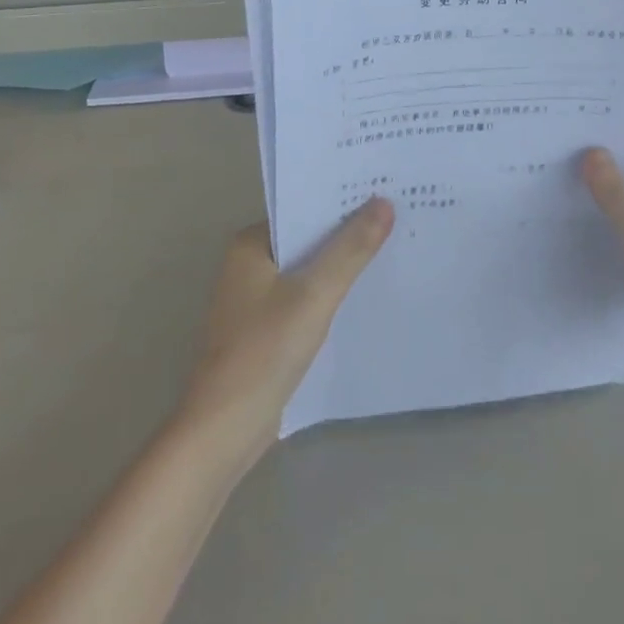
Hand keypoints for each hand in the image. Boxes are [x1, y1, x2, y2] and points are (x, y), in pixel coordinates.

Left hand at [179, 201, 392, 468]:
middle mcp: (249, 265)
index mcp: (251, 245)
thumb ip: (350, 249)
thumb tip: (384, 202)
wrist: (224, 430)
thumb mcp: (314, 295)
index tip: (385, 192)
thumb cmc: (264, 351)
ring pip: (309, 271)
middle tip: (399, 218)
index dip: (343, 202)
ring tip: (393, 250)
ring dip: (342, 266)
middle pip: (308, 239)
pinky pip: (306, 299)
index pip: (303, 210)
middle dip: (348, 233)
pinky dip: (331, 296)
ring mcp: (256, 300)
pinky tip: (365, 296)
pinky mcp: (266, 330)